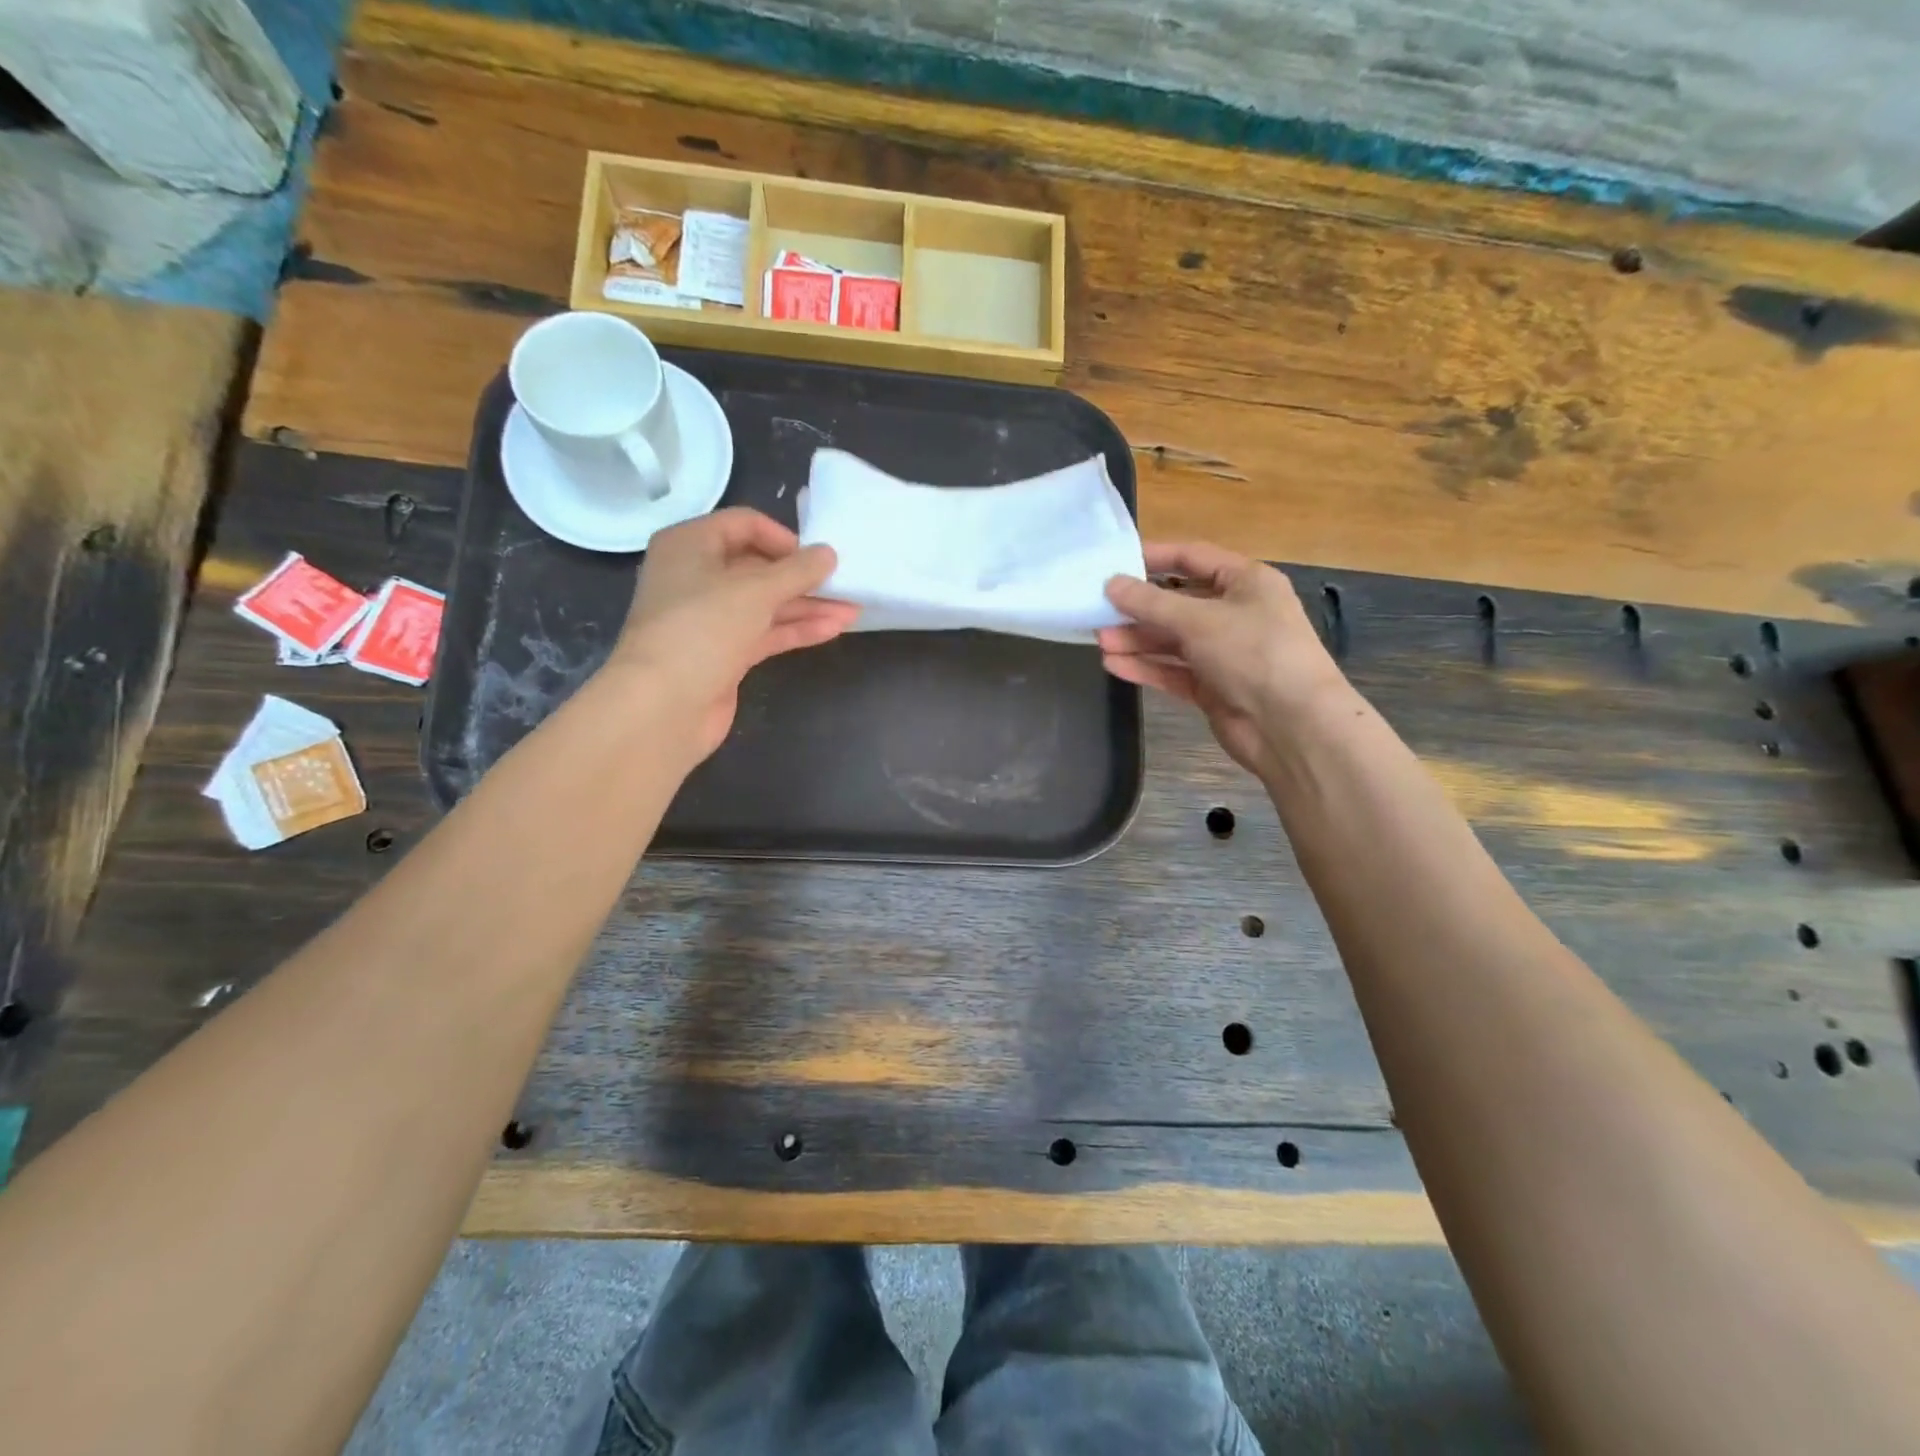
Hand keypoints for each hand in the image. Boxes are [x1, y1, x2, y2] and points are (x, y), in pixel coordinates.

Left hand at [608, 508, 859, 759]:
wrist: (663, 706)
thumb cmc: (702, 630)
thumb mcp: (755, 591)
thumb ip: (797, 571)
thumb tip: (829, 554)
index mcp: (690, 545)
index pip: (744, 524)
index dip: (784, 538)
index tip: (817, 558)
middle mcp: (696, 576)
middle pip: (758, 566)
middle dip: (803, 577)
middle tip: (844, 584)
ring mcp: (710, 618)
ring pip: (765, 604)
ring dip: (807, 606)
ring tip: (852, 610)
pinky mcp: (724, 653)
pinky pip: (765, 632)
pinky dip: (796, 629)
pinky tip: (832, 629)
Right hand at [1099, 541, 1350, 776]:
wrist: (1291, 726)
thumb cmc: (1253, 653)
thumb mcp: (1199, 620)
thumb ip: (1150, 602)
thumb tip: (1110, 583)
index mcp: (1246, 582)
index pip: (1193, 558)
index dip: (1154, 557)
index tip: (1114, 562)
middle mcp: (1235, 613)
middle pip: (1177, 603)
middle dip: (1139, 608)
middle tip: (1098, 609)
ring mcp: (1224, 653)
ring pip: (1172, 640)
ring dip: (1137, 640)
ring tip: (1100, 640)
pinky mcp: (1213, 687)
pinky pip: (1173, 671)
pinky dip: (1146, 667)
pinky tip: (1114, 665)